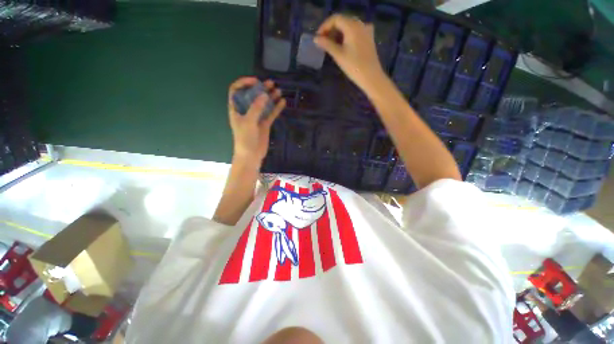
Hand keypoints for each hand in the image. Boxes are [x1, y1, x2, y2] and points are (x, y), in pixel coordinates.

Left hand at [228, 77, 285, 166]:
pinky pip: (271, 114)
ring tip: (278, 90)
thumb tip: (264, 94)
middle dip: (261, 88)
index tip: (255, 81)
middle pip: (252, 96)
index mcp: (236, 109)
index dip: (244, 83)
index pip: (236, 91)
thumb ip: (256, 108)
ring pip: (263, 104)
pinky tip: (282, 102)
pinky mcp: (264, 124)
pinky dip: (276, 108)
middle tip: (270, 83)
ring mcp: (256, 118)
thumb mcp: (248, 122)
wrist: (251, 156)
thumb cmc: (245, 139)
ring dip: (270, 97)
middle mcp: (246, 111)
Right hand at [314, 14, 384, 90]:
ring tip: (331, 45)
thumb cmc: (354, 67)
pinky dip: (347, 36)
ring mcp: (366, 30)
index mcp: (352, 26)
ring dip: (338, 33)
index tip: (318, 37)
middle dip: (331, 30)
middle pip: (342, 21)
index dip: (325, 26)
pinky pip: (355, 32)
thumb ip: (326, 45)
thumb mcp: (338, 55)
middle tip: (323, 42)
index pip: (335, 19)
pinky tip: (343, 46)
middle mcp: (360, 24)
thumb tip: (315, 39)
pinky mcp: (369, 38)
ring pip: (349, 26)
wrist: (371, 77)